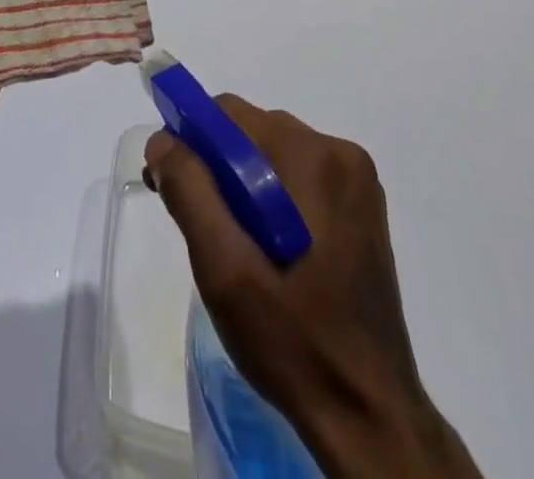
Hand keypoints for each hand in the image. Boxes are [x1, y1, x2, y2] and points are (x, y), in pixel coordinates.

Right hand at [145, 99, 481, 478]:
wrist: (370, 419)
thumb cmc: (293, 340)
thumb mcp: (224, 267)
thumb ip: (189, 190)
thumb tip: (162, 139)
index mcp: (312, 158)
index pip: (229, 114)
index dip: (190, 140)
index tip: (171, 184)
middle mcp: (339, 154)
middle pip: (250, 131)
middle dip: (215, 164)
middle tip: (199, 223)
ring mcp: (355, 181)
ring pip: (270, 153)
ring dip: (240, 183)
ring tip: (232, 243)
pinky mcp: (360, 208)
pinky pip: (296, 176)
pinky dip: (268, 196)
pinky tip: (264, 248)